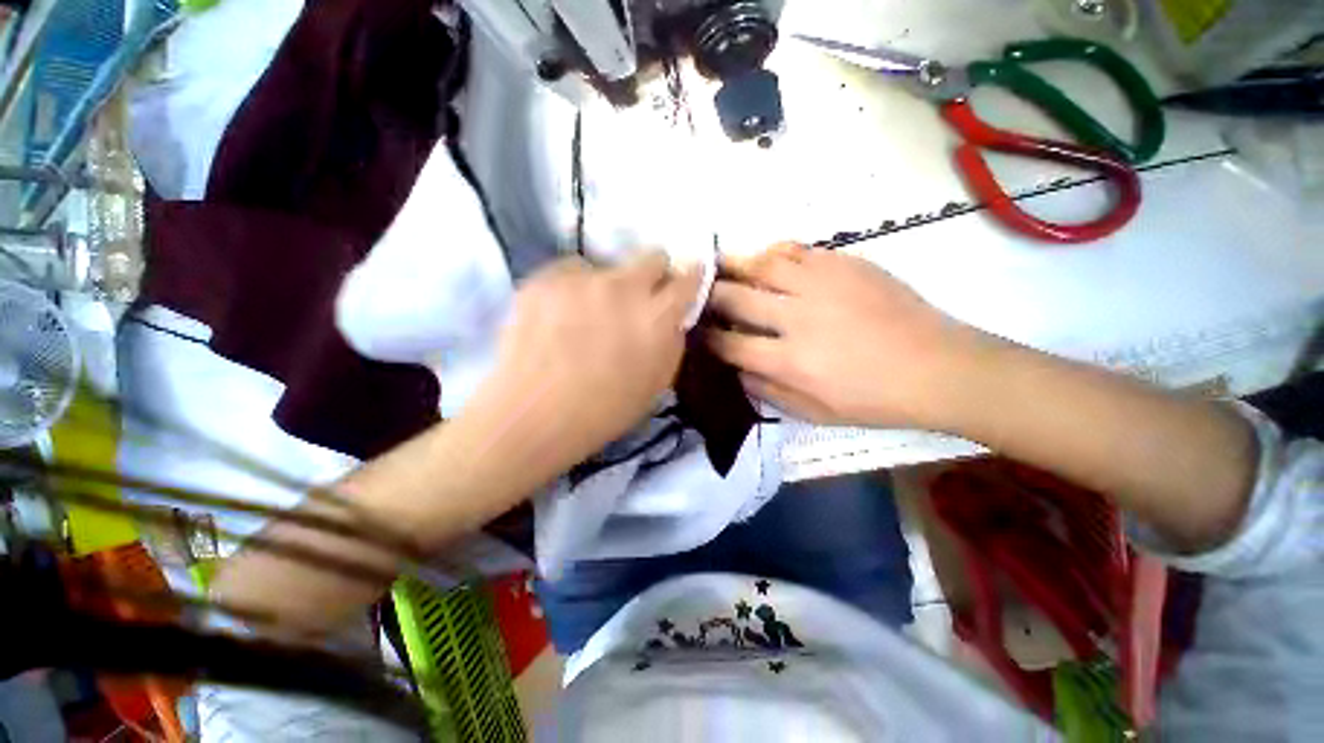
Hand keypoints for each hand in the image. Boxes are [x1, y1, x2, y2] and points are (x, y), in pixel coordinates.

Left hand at [470, 251, 701, 469]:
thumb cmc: (604, 410)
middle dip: (653, 273)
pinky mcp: (544, 277)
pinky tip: (558, 317)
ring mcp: (581, 278)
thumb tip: (672, 316)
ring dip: (606, 286)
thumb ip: (671, 341)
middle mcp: (624, 287)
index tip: (685, 281)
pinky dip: (572, 288)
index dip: (690, 277)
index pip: (688, 278)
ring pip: (606, 266)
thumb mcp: (657, 384)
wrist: (533, 416)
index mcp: (657, 317)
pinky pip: (570, 272)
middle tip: (639, 298)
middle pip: (652, 256)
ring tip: (586, 316)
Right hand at [705, 244, 991, 427]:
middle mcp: (798, 318)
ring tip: (719, 265)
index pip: (730, 344)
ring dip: (733, 265)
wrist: (938, 368)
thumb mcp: (814, 414)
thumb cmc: (874, 400)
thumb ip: (768, 392)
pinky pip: (796, 250)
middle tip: (697, 294)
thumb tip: (737, 370)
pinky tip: (764, 258)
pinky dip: (772, 253)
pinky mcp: (844, 264)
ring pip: (761, 265)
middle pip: (735, 298)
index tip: (697, 333)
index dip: (707, 338)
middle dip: (708, 297)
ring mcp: (822, 285)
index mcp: (790, 361)